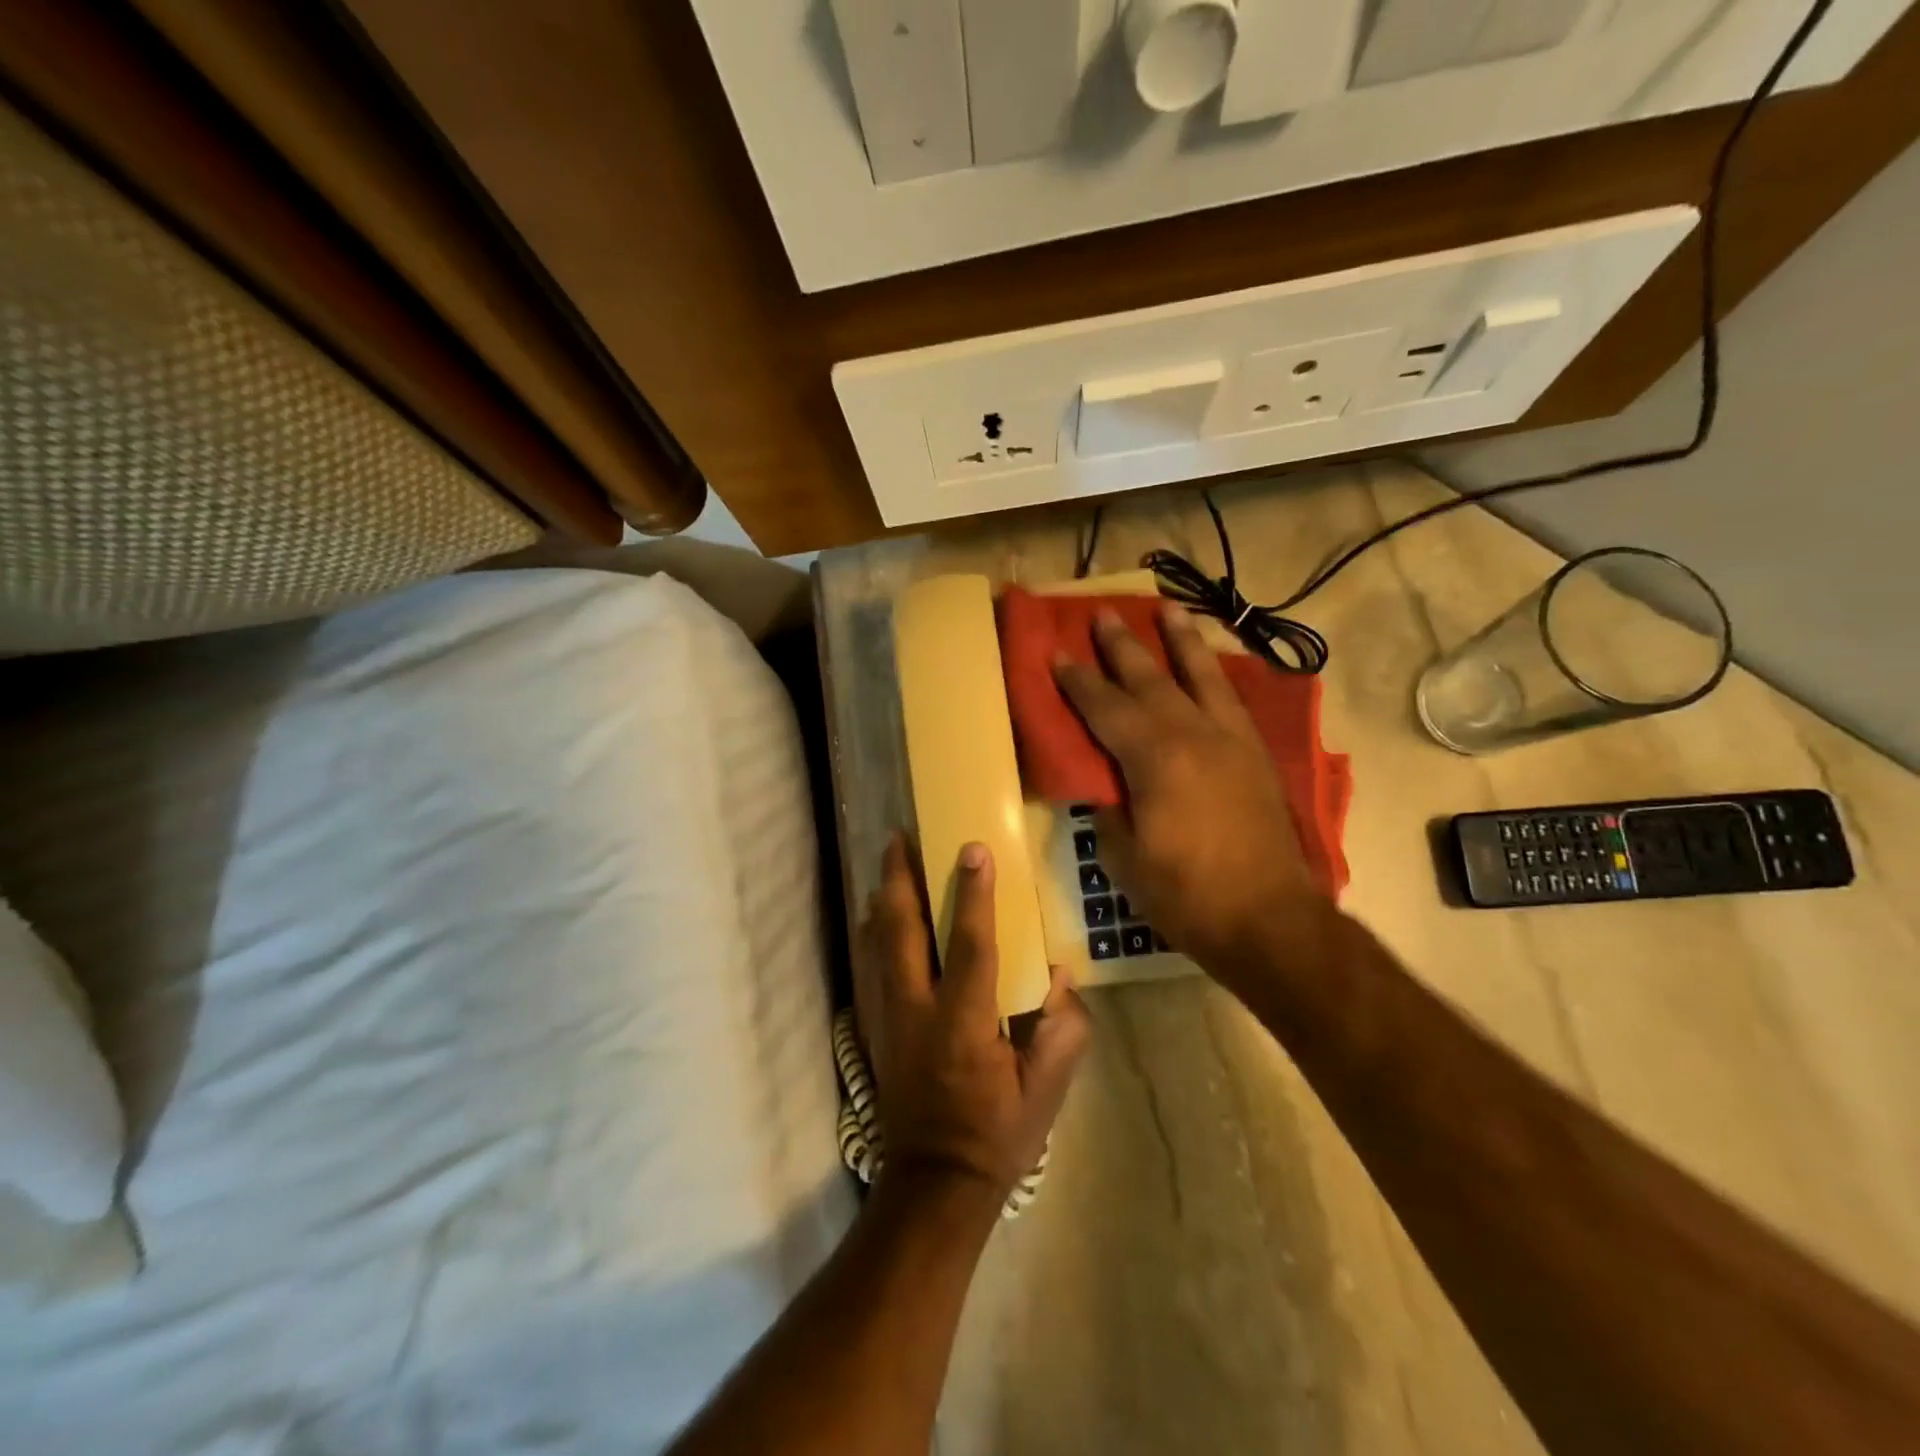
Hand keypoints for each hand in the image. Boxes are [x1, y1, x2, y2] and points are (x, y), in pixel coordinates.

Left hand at [856, 835, 1091, 1202]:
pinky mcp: (874, 1026)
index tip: (974, 849)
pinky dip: (870, 930)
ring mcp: (887, 1018)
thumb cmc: (996, 1134)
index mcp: (963, 1025)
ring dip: (882, 896)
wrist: (933, 1182)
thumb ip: (1061, 1031)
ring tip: (889, 860)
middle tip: (903, 836)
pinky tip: (876, 912)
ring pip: (875, 941)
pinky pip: (866, 964)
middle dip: (900, 878)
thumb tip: (1061, 975)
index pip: (970, 946)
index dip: (974, 895)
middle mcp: (916, 1011)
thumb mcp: (1045, 1093)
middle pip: (900, 931)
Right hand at [1052, 605, 1323, 975]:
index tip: (1057, 653)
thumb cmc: (1186, 894)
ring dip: (1181, 641)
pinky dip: (1216, 674)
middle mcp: (1194, 735)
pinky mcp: (1255, 755)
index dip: (1078, 681)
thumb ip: (1109, 810)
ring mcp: (1231, 741)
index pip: (1106, 708)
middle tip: (1102, 615)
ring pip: (1202, 676)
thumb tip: (1103, 786)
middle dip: (1122, 646)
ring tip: (1167, 609)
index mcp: (1154, 758)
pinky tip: (1209, 665)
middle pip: (1151, 679)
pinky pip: (1231, 699)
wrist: (1269, 919)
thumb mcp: (1125, 857)